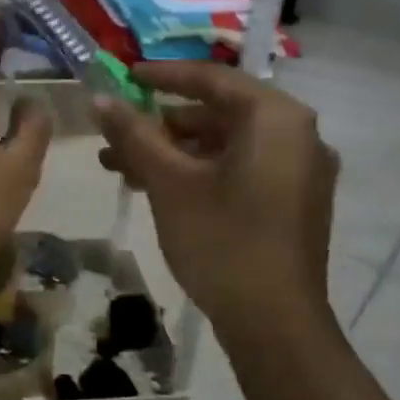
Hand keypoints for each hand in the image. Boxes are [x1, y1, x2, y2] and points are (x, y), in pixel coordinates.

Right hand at [95, 63, 338, 329]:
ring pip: (226, 146)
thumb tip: (99, 98)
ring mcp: (300, 171)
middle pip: (219, 114)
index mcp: (275, 118)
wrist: (274, 323)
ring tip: (122, 167)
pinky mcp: (294, 203)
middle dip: (161, 125)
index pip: (212, 79)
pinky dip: (201, 173)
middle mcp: (297, 135)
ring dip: (175, 153)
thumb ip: (134, 135)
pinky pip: (241, 170)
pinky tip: (158, 189)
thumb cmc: (221, 241)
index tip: (123, 76)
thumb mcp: (170, 183)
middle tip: (116, 135)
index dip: (162, 76)